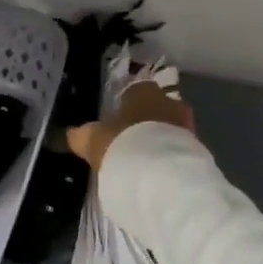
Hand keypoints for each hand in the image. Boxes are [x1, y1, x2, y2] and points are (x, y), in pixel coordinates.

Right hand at [65, 81, 195, 172]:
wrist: (161, 174)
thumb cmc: (121, 144)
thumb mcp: (91, 140)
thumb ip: (78, 136)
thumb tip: (65, 135)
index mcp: (143, 91)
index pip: (135, 89)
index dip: (124, 104)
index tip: (116, 120)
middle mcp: (169, 101)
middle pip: (156, 107)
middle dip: (145, 120)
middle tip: (130, 139)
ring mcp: (187, 125)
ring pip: (170, 127)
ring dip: (159, 139)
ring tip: (144, 158)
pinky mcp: (197, 149)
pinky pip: (178, 148)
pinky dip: (169, 156)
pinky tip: (157, 171)